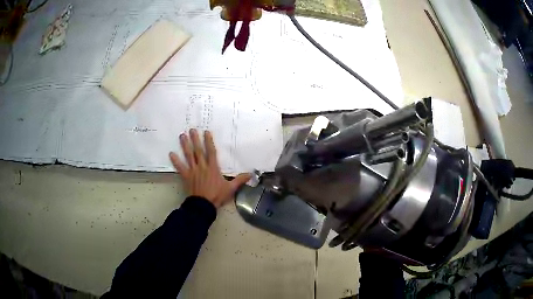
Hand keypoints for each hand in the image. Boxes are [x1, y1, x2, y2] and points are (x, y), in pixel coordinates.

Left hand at [169, 129, 251, 207]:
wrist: (203, 205)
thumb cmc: (217, 196)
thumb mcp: (231, 188)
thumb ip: (240, 180)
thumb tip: (251, 174)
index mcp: (213, 168)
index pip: (211, 152)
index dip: (208, 141)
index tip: (206, 132)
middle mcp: (202, 166)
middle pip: (198, 150)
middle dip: (195, 139)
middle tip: (191, 129)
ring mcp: (193, 171)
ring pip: (189, 156)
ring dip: (185, 145)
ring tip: (182, 136)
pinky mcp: (186, 176)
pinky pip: (180, 167)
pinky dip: (175, 161)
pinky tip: (171, 153)